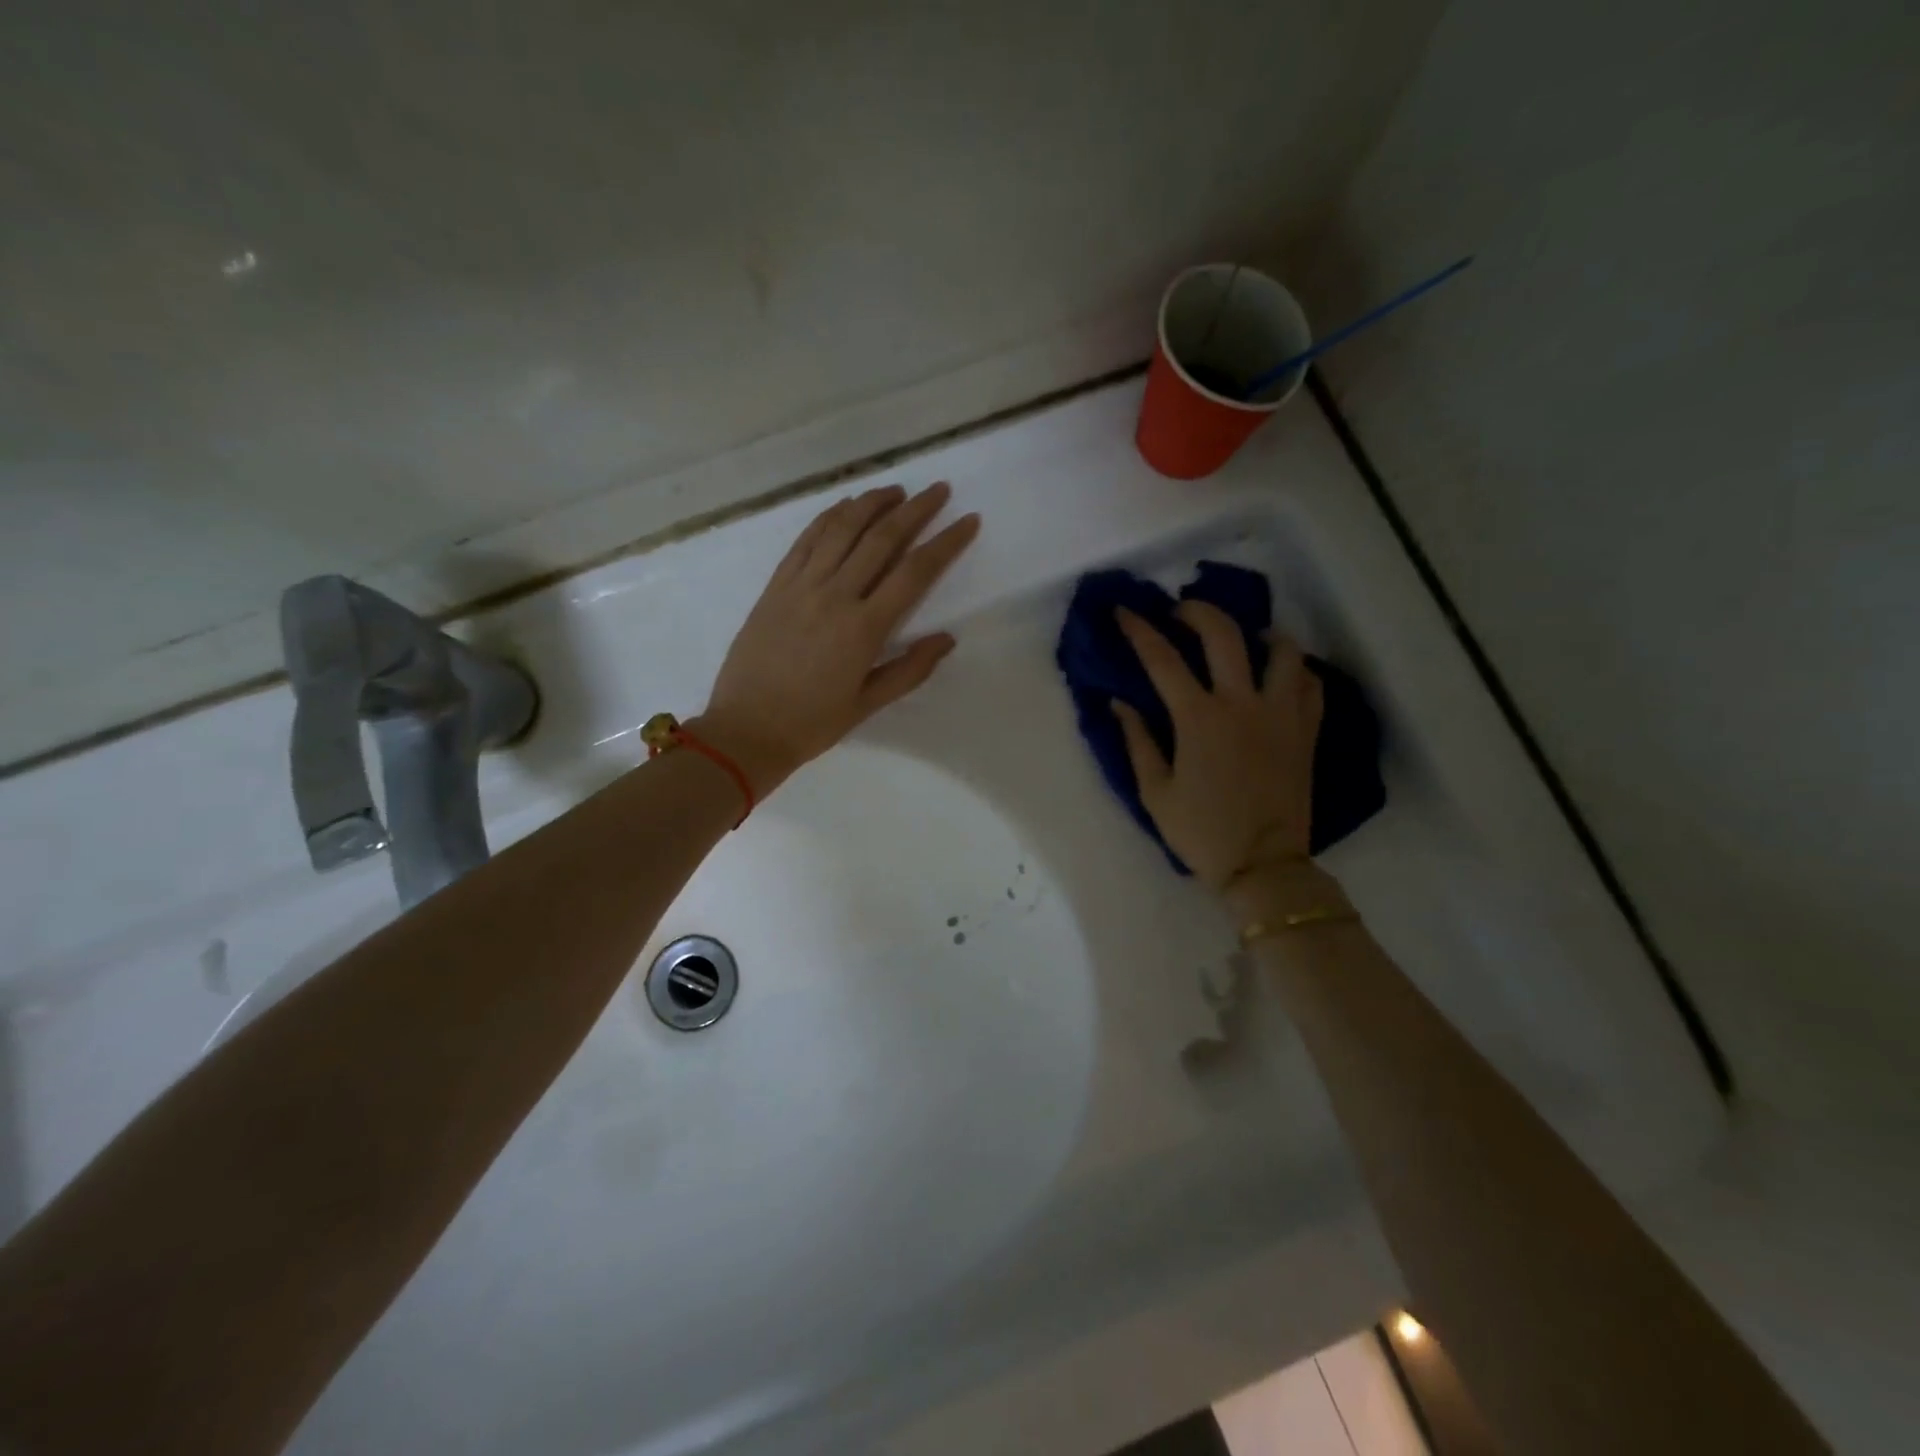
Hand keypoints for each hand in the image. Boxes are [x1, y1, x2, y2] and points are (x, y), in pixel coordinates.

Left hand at [697, 482, 979, 795]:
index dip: (946, 543)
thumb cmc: (812, 724)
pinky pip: (806, 540)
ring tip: (896, 489)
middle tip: (938, 490)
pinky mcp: (775, 585)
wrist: (745, 729)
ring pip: (841, 529)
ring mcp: (801, 586)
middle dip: (915, 510)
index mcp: (863, 629)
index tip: (968, 520)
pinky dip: (829, 517)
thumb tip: (947, 638)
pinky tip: (846, 507)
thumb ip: (910, 670)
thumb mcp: (868, 704)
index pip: (914, 573)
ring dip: (872, 503)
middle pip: (881, 539)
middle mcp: (835, 596)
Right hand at [1112, 602, 1322, 886]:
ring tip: (1246, 638)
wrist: (1263, 866)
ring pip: (1283, 650)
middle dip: (1198, 611)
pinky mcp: (1306, 731)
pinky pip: (1310, 684)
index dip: (1139, 630)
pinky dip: (1295, 670)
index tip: (1125, 611)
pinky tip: (1280, 674)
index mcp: (1198, 719)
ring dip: (1260, 633)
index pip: (1162, 659)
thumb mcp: (1155, 792)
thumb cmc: (1201, 833)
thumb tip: (1118, 703)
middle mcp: (1242, 704)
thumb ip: (1137, 741)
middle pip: (1224, 634)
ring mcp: (1281, 715)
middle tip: (1182, 611)